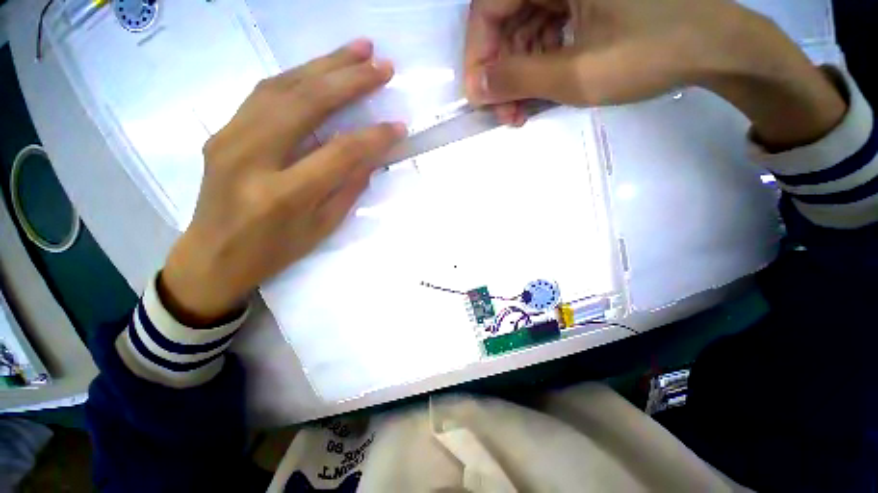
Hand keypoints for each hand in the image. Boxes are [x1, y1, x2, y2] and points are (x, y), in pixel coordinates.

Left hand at [159, 40, 406, 324]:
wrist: (211, 256)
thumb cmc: (274, 252)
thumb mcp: (322, 229)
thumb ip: (348, 189)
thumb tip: (371, 156)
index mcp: (283, 195)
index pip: (339, 153)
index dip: (373, 137)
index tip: (398, 126)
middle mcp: (251, 157)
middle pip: (306, 104)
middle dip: (349, 79)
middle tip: (381, 64)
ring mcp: (230, 138)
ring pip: (282, 86)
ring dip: (324, 65)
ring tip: (358, 50)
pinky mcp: (223, 130)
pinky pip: (264, 94)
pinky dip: (299, 76)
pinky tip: (322, 69)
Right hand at [464, 0, 845, 148]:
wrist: (714, 46)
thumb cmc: (652, 53)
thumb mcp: (577, 74)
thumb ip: (518, 79)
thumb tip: (476, 87)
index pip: (488, 7)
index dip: (478, 55)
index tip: (481, 97)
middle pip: (504, 18)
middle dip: (500, 71)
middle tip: (505, 113)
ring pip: (522, 28)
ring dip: (517, 72)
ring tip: (522, 110)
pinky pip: (543, 29)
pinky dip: (536, 62)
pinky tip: (541, 88)